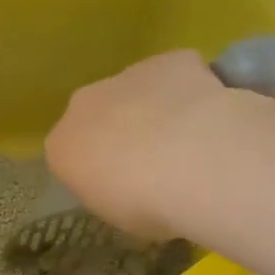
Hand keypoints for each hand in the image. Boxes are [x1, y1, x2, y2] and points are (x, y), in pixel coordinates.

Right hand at [43, 50, 229, 239]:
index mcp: (61, 148)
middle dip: (119, 131)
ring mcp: (126, 76)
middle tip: (154, 162)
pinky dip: (191, 90)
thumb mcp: (118, 215)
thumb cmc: (146, 204)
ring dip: (154, 109)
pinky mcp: (170, 60)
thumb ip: (112, 191)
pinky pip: (177, 74)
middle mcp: (83, 105)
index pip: (69, 155)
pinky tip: (213, 114)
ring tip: (190, 140)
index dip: (97, 169)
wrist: (195, 162)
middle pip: (97, 115)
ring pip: (136, 91)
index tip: (122, 185)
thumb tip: (129, 185)